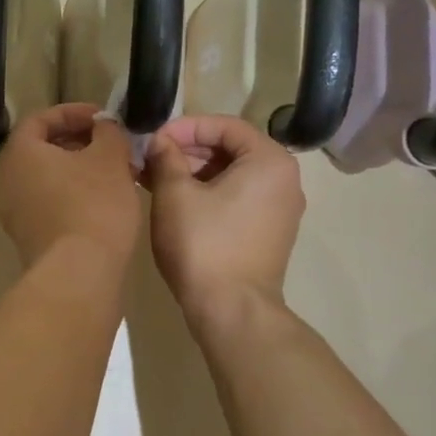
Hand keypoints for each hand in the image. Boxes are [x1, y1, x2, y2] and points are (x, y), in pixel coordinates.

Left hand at [0, 104, 141, 271]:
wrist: (79, 274)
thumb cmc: (93, 205)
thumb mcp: (110, 157)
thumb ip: (108, 132)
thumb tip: (104, 126)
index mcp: (19, 153)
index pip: (40, 119)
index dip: (74, 113)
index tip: (104, 119)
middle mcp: (7, 179)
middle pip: (42, 149)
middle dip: (79, 142)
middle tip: (112, 145)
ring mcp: (13, 212)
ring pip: (47, 178)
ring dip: (79, 170)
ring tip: (115, 173)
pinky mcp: (27, 237)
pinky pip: (48, 203)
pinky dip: (73, 194)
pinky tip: (104, 202)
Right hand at [145, 115, 305, 317]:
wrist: (231, 309)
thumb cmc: (203, 244)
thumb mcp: (175, 193)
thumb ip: (166, 157)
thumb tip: (160, 142)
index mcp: (270, 161)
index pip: (226, 126)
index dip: (186, 127)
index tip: (155, 138)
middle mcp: (284, 180)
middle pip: (231, 149)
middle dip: (188, 150)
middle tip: (151, 159)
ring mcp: (280, 209)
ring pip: (232, 175)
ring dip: (193, 172)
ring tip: (155, 179)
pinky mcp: (269, 232)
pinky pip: (237, 198)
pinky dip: (207, 193)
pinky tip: (174, 200)